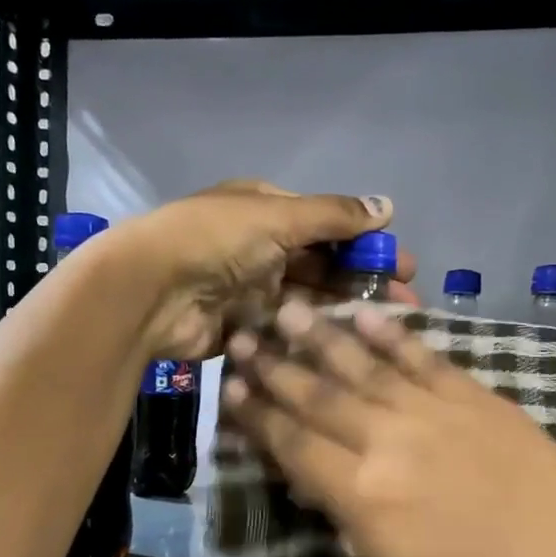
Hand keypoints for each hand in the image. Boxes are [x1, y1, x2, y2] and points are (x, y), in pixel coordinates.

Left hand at [108, 180, 417, 360]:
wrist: (150, 291)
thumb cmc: (215, 240)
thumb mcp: (277, 216)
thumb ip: (333, 216)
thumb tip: (388, 207)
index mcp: (266, 209)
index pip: (328, 226)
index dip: (367, 245)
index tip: (405, 268)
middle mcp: (260, 247)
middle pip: (322, 266)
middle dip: (363, 284)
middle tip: (404, 308)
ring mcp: (250, 289)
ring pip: (307, 300)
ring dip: (342, 312)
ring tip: (382, 334)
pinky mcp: (241, 327)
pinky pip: (284, 330)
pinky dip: (311, 335)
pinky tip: (344, 349)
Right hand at [221, 300, 555, 556]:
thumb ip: (345, 515)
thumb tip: (313, 479)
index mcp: (361, 493)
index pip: (292, 444)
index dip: (256, 415)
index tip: (229, 389)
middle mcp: (386, 441)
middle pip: (317, 397)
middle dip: (273, 367)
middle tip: (241, 337)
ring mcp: (431, 411)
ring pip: (362, 366)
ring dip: (319, 336)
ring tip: (286, 308)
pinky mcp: (472, 395)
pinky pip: (422, 357)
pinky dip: (392, 333)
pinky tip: (364, 313)